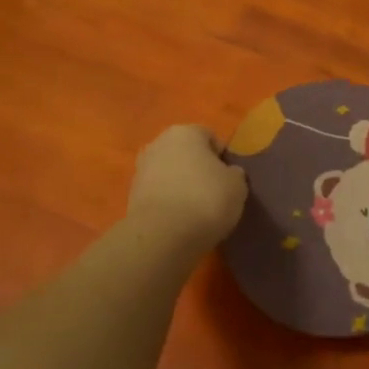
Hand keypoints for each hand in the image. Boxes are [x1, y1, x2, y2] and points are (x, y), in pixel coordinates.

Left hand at [127, 125, 248, 246]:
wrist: (162, 236)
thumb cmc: (206, 200)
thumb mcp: (237, 186)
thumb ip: (234, 174)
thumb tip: (228, 173)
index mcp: (185, 132)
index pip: (210, 137)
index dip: (222, 157)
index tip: (229, 179)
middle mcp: (159, 143)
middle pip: (185, 153)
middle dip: (197, 169)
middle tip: (213, 192)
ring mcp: (141, 169)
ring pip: (169, 173)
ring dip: (181, 185)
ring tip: (196, 209)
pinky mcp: (131, 195)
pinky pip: (158, 193)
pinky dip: (168, 202)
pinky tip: (179, 220)